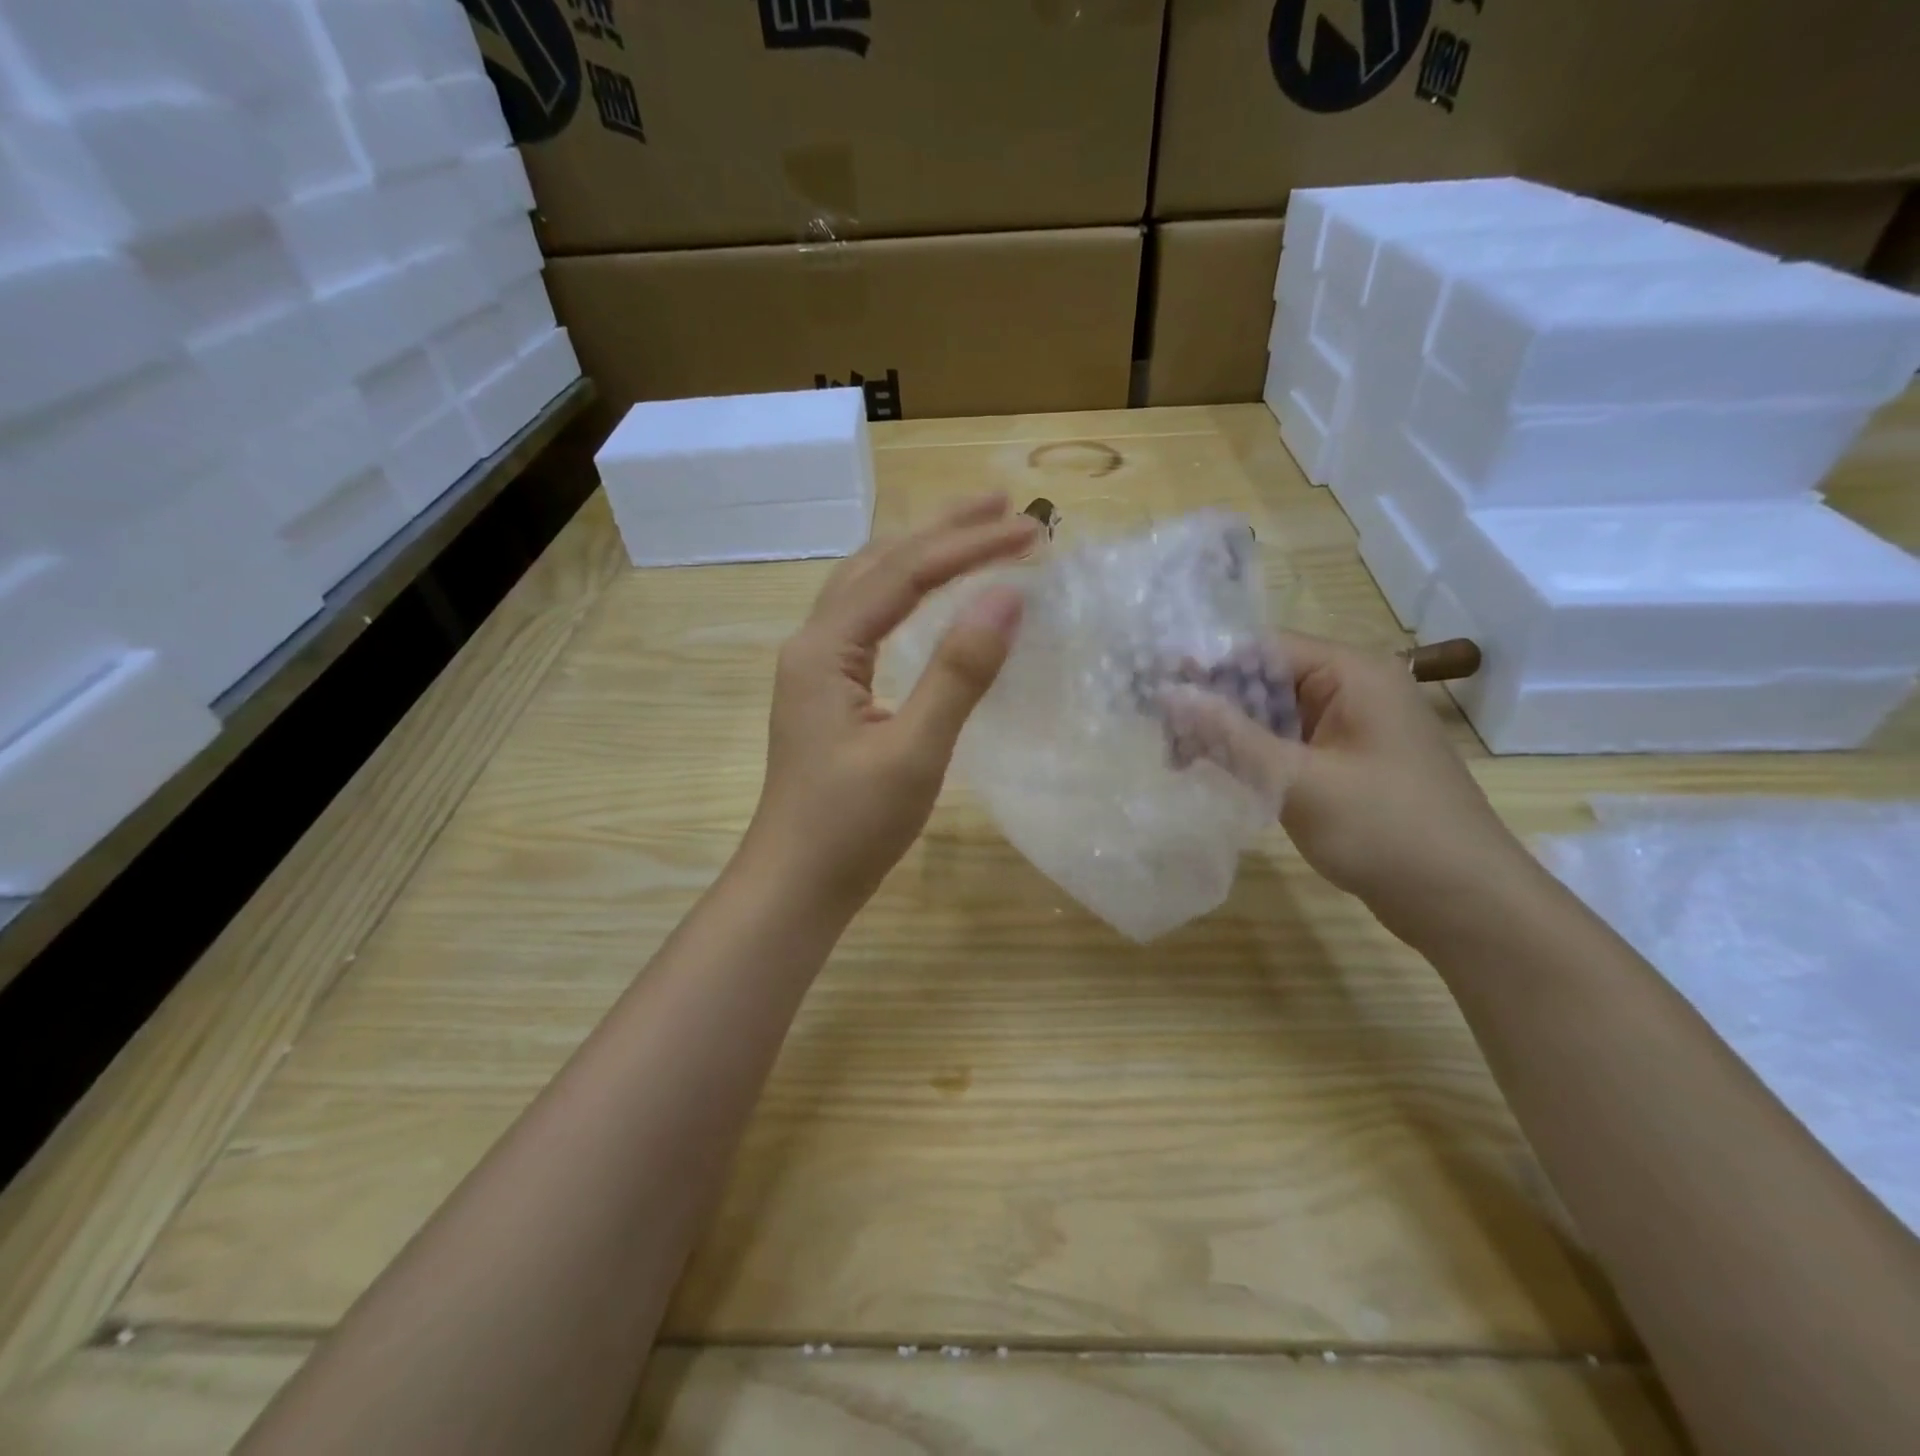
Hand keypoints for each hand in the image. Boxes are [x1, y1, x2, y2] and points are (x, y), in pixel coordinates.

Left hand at [743, 493, 1038, 912]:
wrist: (796, 884)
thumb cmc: (851, 827)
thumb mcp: (914, 751)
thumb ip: (958, 673)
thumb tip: (1008, 597)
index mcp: (824, 648)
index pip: (904, 574)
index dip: (969, 547)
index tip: (1032, 533)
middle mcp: (812, 642)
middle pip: (878, 563)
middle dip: (942, 529)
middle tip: (1005, 506)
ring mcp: (815, 667)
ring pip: (869, 587)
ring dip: (921, 554)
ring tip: (974, 532)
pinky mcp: (827, 691)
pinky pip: (868, 619)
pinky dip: (906, 592)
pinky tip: (931, 595)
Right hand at [1162, 634, 1529, 927]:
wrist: (1464, 903)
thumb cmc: (1386, 831)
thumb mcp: (1298, 781)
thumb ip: (1229, 735)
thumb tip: (1168, 694)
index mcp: (1351, 673)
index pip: (1261, 649)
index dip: (1205, 667)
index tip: (1155, 698)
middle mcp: (1350, 689)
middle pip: (1262, 680)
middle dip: (1211, 706)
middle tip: (1164, 743)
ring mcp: (1348, 729)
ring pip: (1269, 715)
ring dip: (1225, 735)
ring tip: (1179, 763)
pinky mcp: (1343, 764)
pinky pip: (1285, 745)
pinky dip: (1249, 757)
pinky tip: (1216, 775)